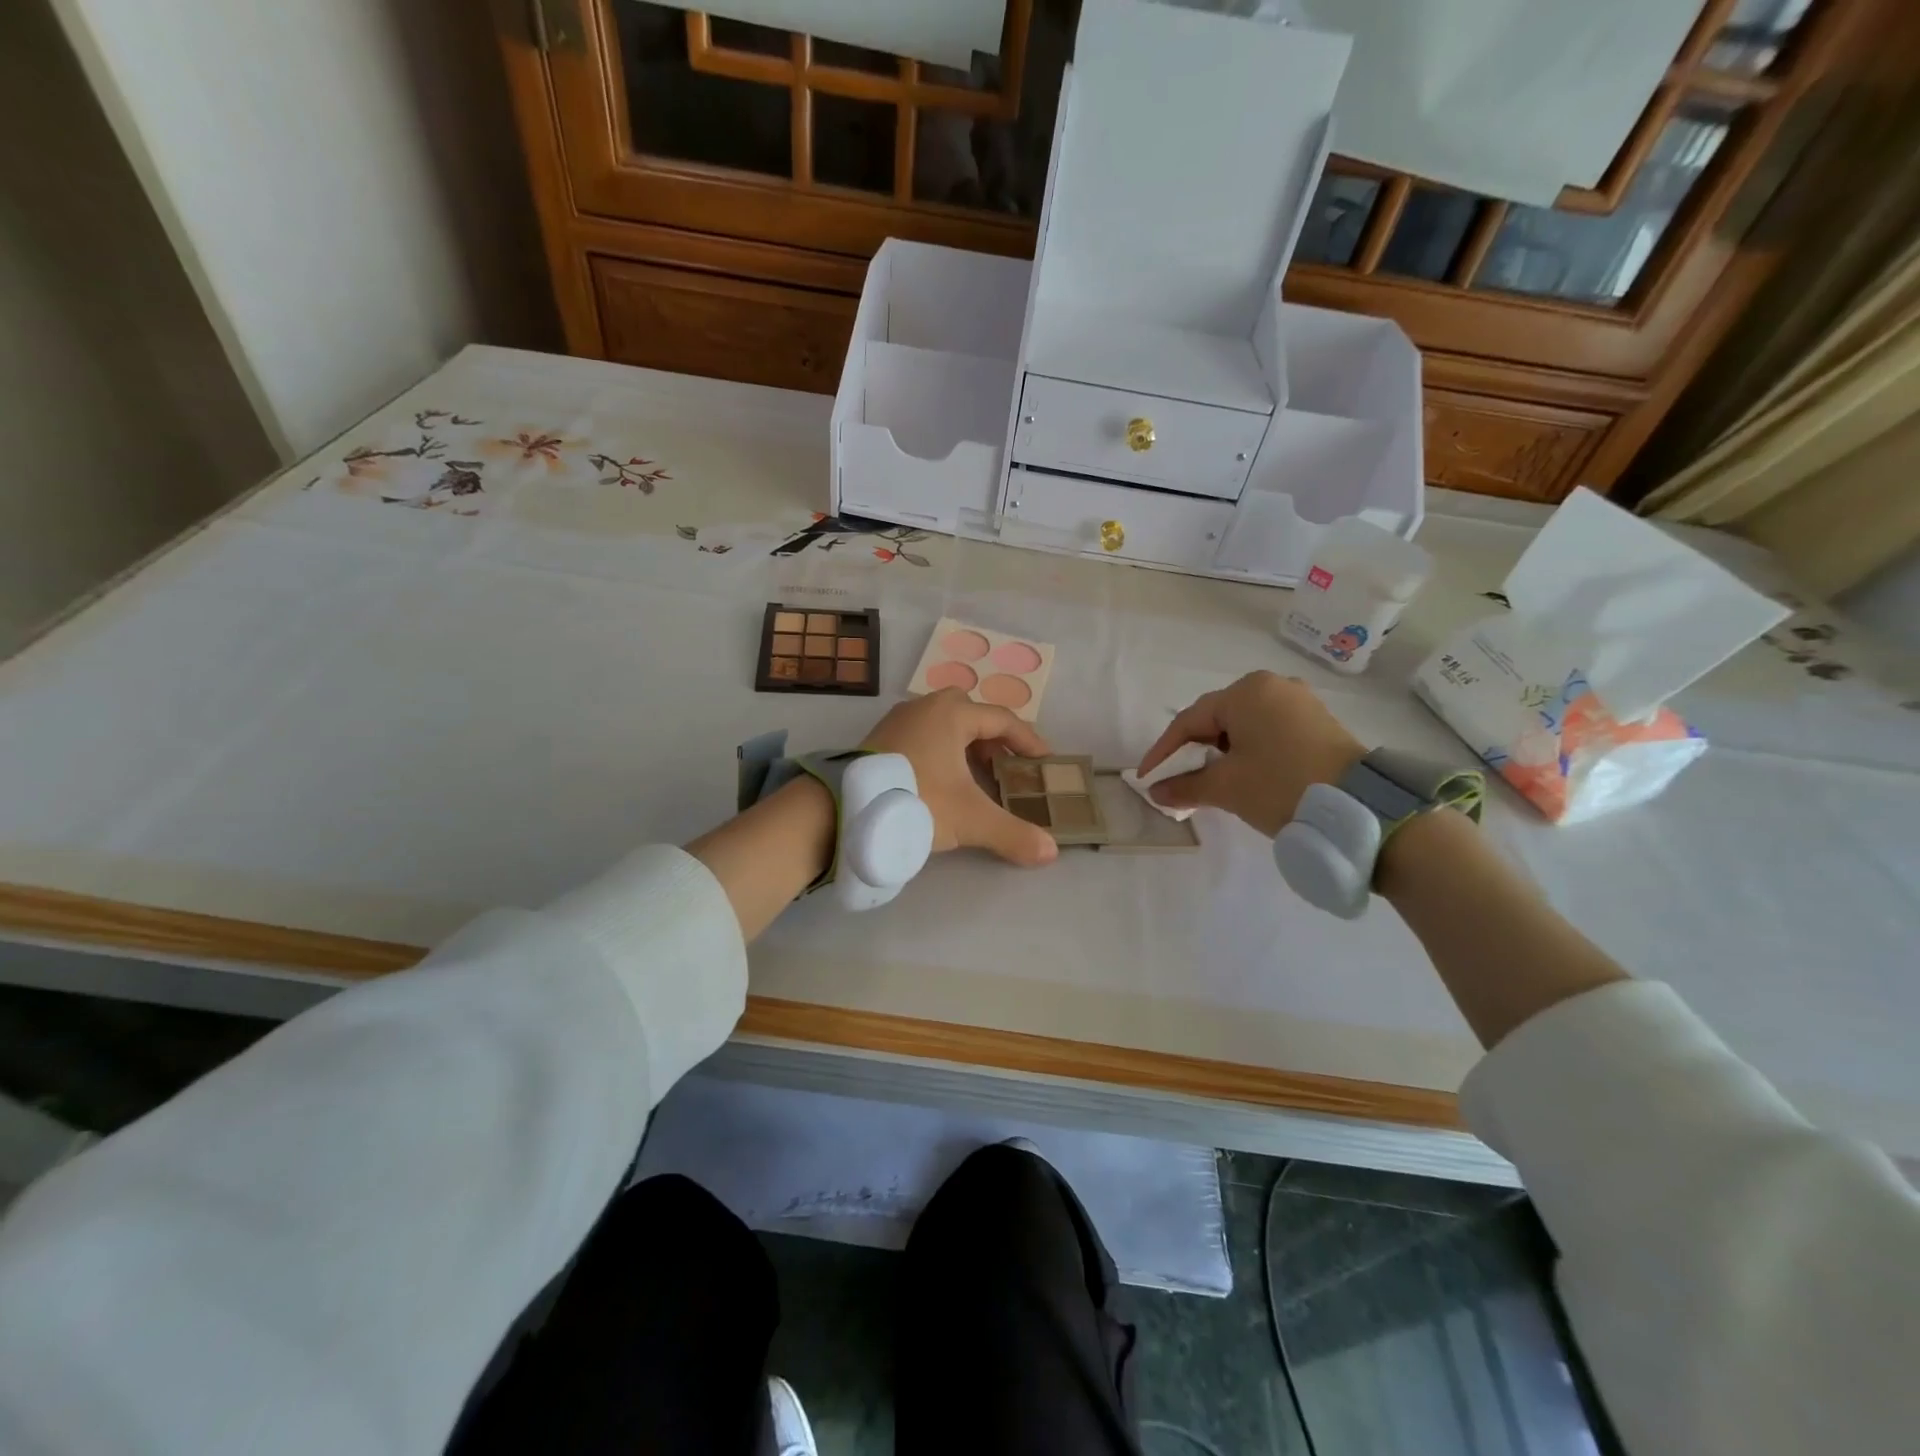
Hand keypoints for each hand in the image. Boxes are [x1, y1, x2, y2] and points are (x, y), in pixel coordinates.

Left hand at [860, 689, 1058, 866]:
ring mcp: (898, 721)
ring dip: (966, 747)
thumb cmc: (915, 800)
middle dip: (994, 740)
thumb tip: (1050, 852)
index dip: (1028, 741)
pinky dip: (942, 753)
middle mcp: (924, 708)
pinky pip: (923, 736)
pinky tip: (941, 784)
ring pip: (944, 725)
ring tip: (976, 780)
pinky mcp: (880, 739)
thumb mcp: (968, 819)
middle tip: (1006, 769)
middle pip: (971, 714)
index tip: (1043, 763)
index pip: (1002, 720)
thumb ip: (1012, 834)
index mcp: (951, 714)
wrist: (842, 809)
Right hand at [1135, 671, 1364, 836]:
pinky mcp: (1318, 723)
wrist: (1360, 808)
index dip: (1163, 752)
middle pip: (1217, 720)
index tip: (1146, 778)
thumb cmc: (1281, 785)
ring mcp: (1300, 703)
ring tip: (1209, 782)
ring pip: (1244, 727)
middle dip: (1193, 751)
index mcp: (1246, 692)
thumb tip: (1155, 791)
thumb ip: (1185, 786)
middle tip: (1176, 779)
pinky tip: (1244, 775)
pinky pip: (1269, 732)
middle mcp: (1273, 686)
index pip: (1190, 721)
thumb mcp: (1226, 788)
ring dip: (1221, 754)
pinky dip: (1249, 752)